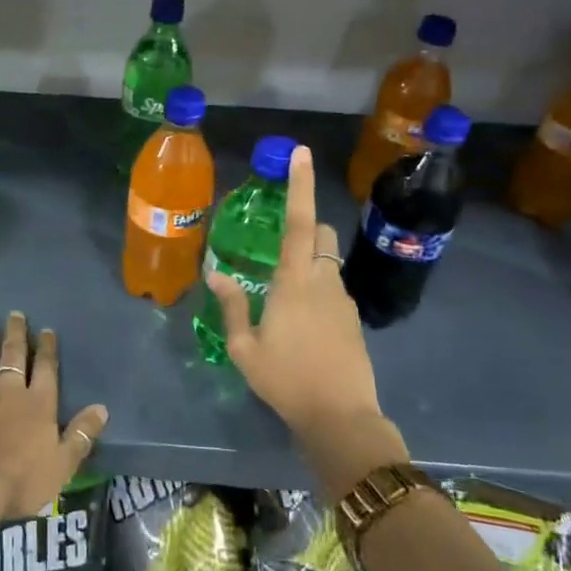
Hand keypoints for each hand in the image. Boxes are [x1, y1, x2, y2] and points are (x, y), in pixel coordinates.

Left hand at [0, 311, 107, 521]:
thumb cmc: (21, 480)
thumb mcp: (63, 464)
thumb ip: (81, 434)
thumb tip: (102, 408)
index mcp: (39, 404)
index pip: (46, 368)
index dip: (47, 348)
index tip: (46, 330)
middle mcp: (9, 392)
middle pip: (14, 356)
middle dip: (16, 334)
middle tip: (15, 314)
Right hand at [205, 145, 384, 443]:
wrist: (341, 418)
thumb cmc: (286, 380)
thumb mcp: (246, 348)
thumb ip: (233, 306)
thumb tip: (217, 274)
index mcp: (294, 281)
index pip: (298, 222)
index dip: (300, 185)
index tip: (302, 153)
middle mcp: (323, 281)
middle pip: (320, 235)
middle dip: (305, 227)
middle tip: (278, 246)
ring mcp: (343, 300)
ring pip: (328, 262)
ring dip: (309, 262)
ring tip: (283, 295)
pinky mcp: (354, 319)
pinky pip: (333, 288)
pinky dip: (317, 289)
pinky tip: (302, 323)